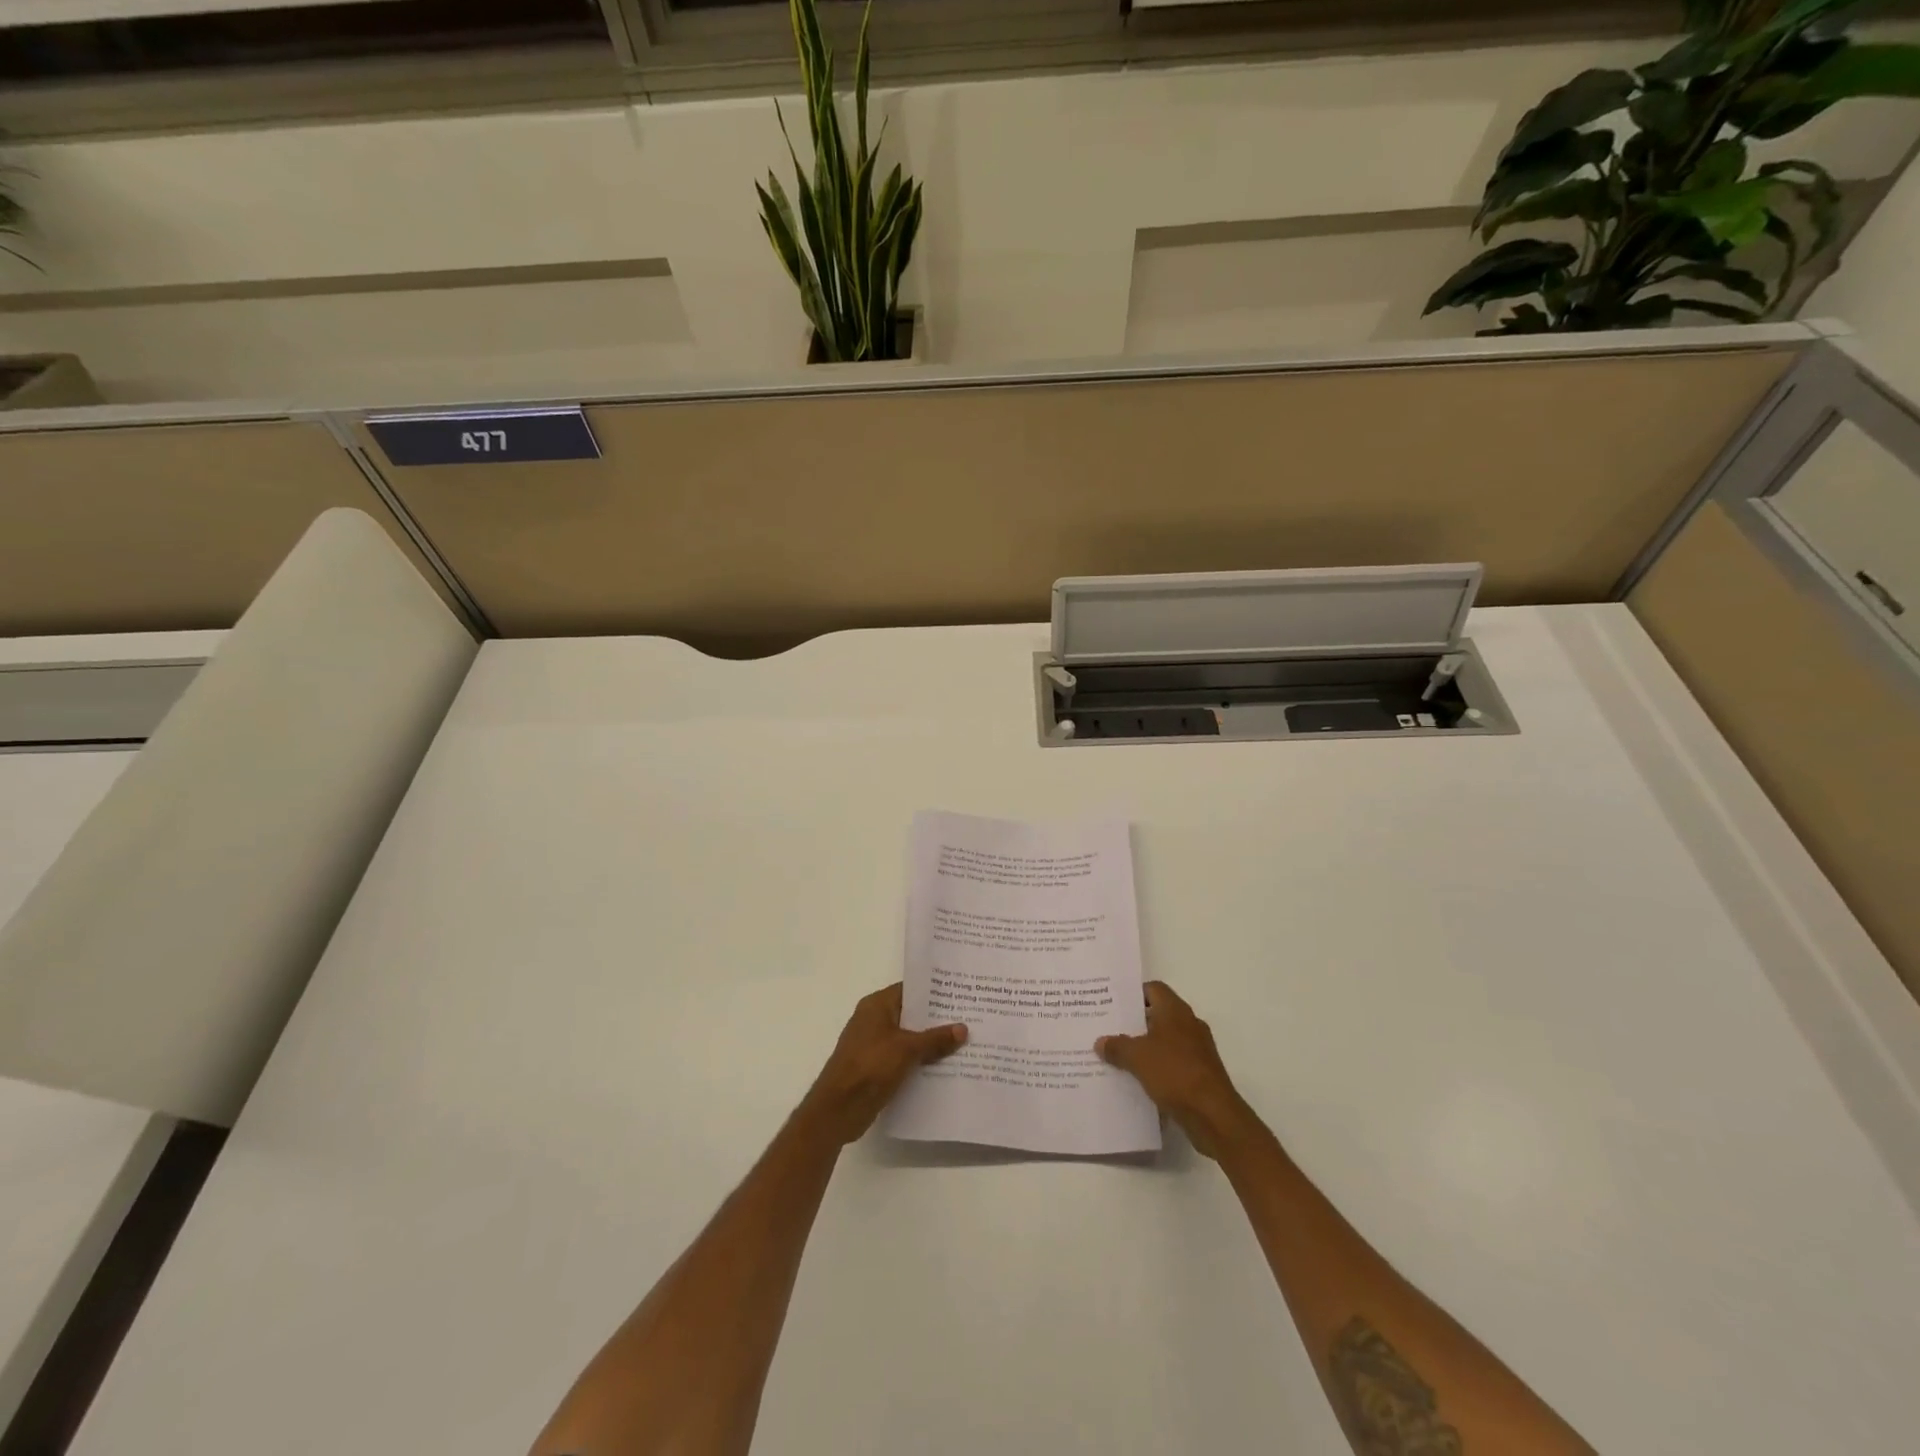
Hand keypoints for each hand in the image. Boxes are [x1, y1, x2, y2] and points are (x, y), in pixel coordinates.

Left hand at [801, 983, 967, 1144]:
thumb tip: (963, 1028)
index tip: (960, 993)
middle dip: (937, 1019)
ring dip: (931, 1042)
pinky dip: (921, 1061)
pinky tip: (945, 1067)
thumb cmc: (870, 1067)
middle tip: (968, 1018)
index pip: (910, 989)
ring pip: (909, 1038)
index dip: (934, 992)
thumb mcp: (907, 1049)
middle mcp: (874, 1020)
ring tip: (963, 1043)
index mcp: (877, 1005)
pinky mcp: (876, 1067)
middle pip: (911, 1014)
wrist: (838, 1109)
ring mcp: (874, 1045)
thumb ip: (935, 1038)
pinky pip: (904, 1058)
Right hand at [1096, 981, 1257, 1158]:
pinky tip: (1137, 1078)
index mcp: (1175, 1011)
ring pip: (1164, 1040)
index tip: (1111, 1003)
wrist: (1213, 1115)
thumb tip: (1100, 1042)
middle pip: (1158, 1014)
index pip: (1153, 989)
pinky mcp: (1200, 1073)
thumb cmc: (1174, 1073)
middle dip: (1134, 1022)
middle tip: (1107, 1028)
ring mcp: (1197, 1049)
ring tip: (1117, 1054)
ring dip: (1144, 1046)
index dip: (1132, 993)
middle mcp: (1189, 1024)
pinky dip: (1156, 1066)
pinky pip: (1172, 1062)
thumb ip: (1117, 1046)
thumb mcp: (1137, 1057)